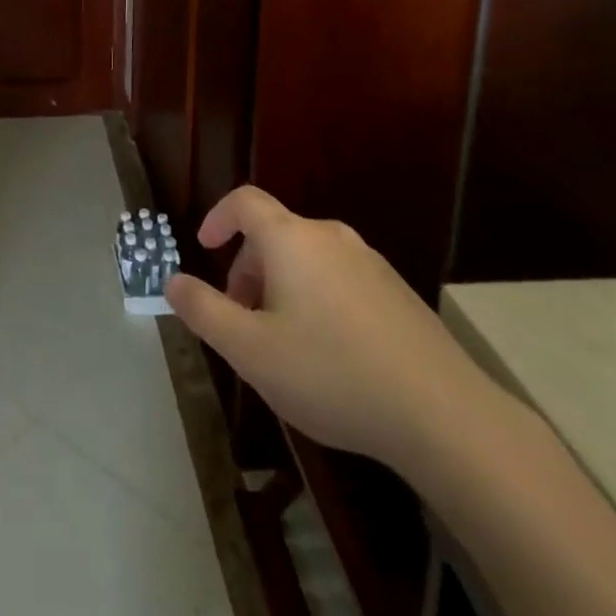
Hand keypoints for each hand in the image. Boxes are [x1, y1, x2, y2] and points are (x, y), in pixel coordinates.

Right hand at [164, 186, 493, 473]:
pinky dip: (316, 298)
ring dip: (281, 286)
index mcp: (292, 239)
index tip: (203, 248)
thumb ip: (204, 310)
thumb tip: (172, 281)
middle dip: (247, 269)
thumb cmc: (331, 373)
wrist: (443, 414)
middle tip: (241, 319)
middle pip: (274, 234)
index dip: (217, 217)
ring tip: (281, 343)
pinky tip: (329, 354)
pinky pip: (339, 278)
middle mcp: (331, 237)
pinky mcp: (397, 292)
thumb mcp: (250, 350)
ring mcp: (370, 262)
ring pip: (307, 259)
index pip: (244, 201)